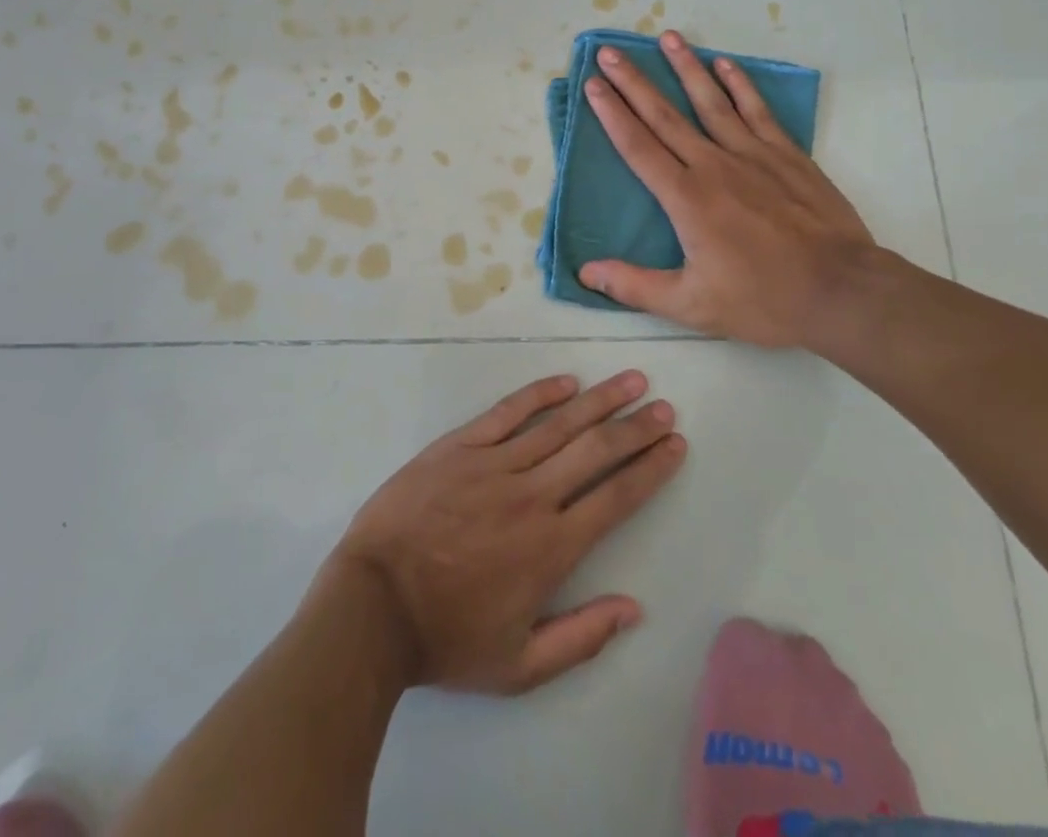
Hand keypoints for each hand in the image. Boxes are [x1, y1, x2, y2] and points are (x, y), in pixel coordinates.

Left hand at [329, 371, 685, 694]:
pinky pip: (507, 412)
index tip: (675, 444)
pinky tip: (566, 382)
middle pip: (596, 451)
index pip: (616, 497)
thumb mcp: (519, 666)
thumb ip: (582, 638)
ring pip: (559, 424)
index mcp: (551, 548)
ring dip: (599, 401)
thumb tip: (634, 608)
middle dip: (635, 427)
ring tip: (631, 380)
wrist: (373, 606)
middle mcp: (532, 496)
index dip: (651, 469)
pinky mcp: (460, 446)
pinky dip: (539, 394)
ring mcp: (494, 464)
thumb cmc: (446, 638)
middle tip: (664, 406)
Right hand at [578, 31, 887, 354]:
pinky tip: (725, 64)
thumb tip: (586, 272)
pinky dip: (740, 84)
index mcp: (686, 198)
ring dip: (686, 67)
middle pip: (665, 115)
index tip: (593, 85)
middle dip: (633, 82)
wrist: (841, 291)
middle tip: (609, 52)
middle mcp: (713, 165)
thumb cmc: (763, 300)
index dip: (611, 114)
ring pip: (710, 102)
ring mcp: (753, 155)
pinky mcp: (786, 155)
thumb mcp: (691, 305)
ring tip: (667, 37)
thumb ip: (635, 286)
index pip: (638, 147)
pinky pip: (757, 111)